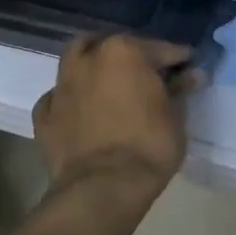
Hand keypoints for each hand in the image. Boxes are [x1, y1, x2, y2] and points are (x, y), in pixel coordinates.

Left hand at [32, 35, 196, 204]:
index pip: (160, 48)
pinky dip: (72, 97)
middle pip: (112, 45)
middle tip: (147, 72)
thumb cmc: (148, 147)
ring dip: (94, 66)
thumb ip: (180, 90)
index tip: (189, 67)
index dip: (178, 58)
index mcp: (124, 51)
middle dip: (130, 54)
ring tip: (110, 83)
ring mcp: (62, 85)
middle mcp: (89, 59)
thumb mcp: (175, 117)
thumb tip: (192, 75)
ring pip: (77, 60)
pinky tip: (82, 109)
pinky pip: (59, 96)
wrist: (101, 189)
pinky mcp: (44, 114)